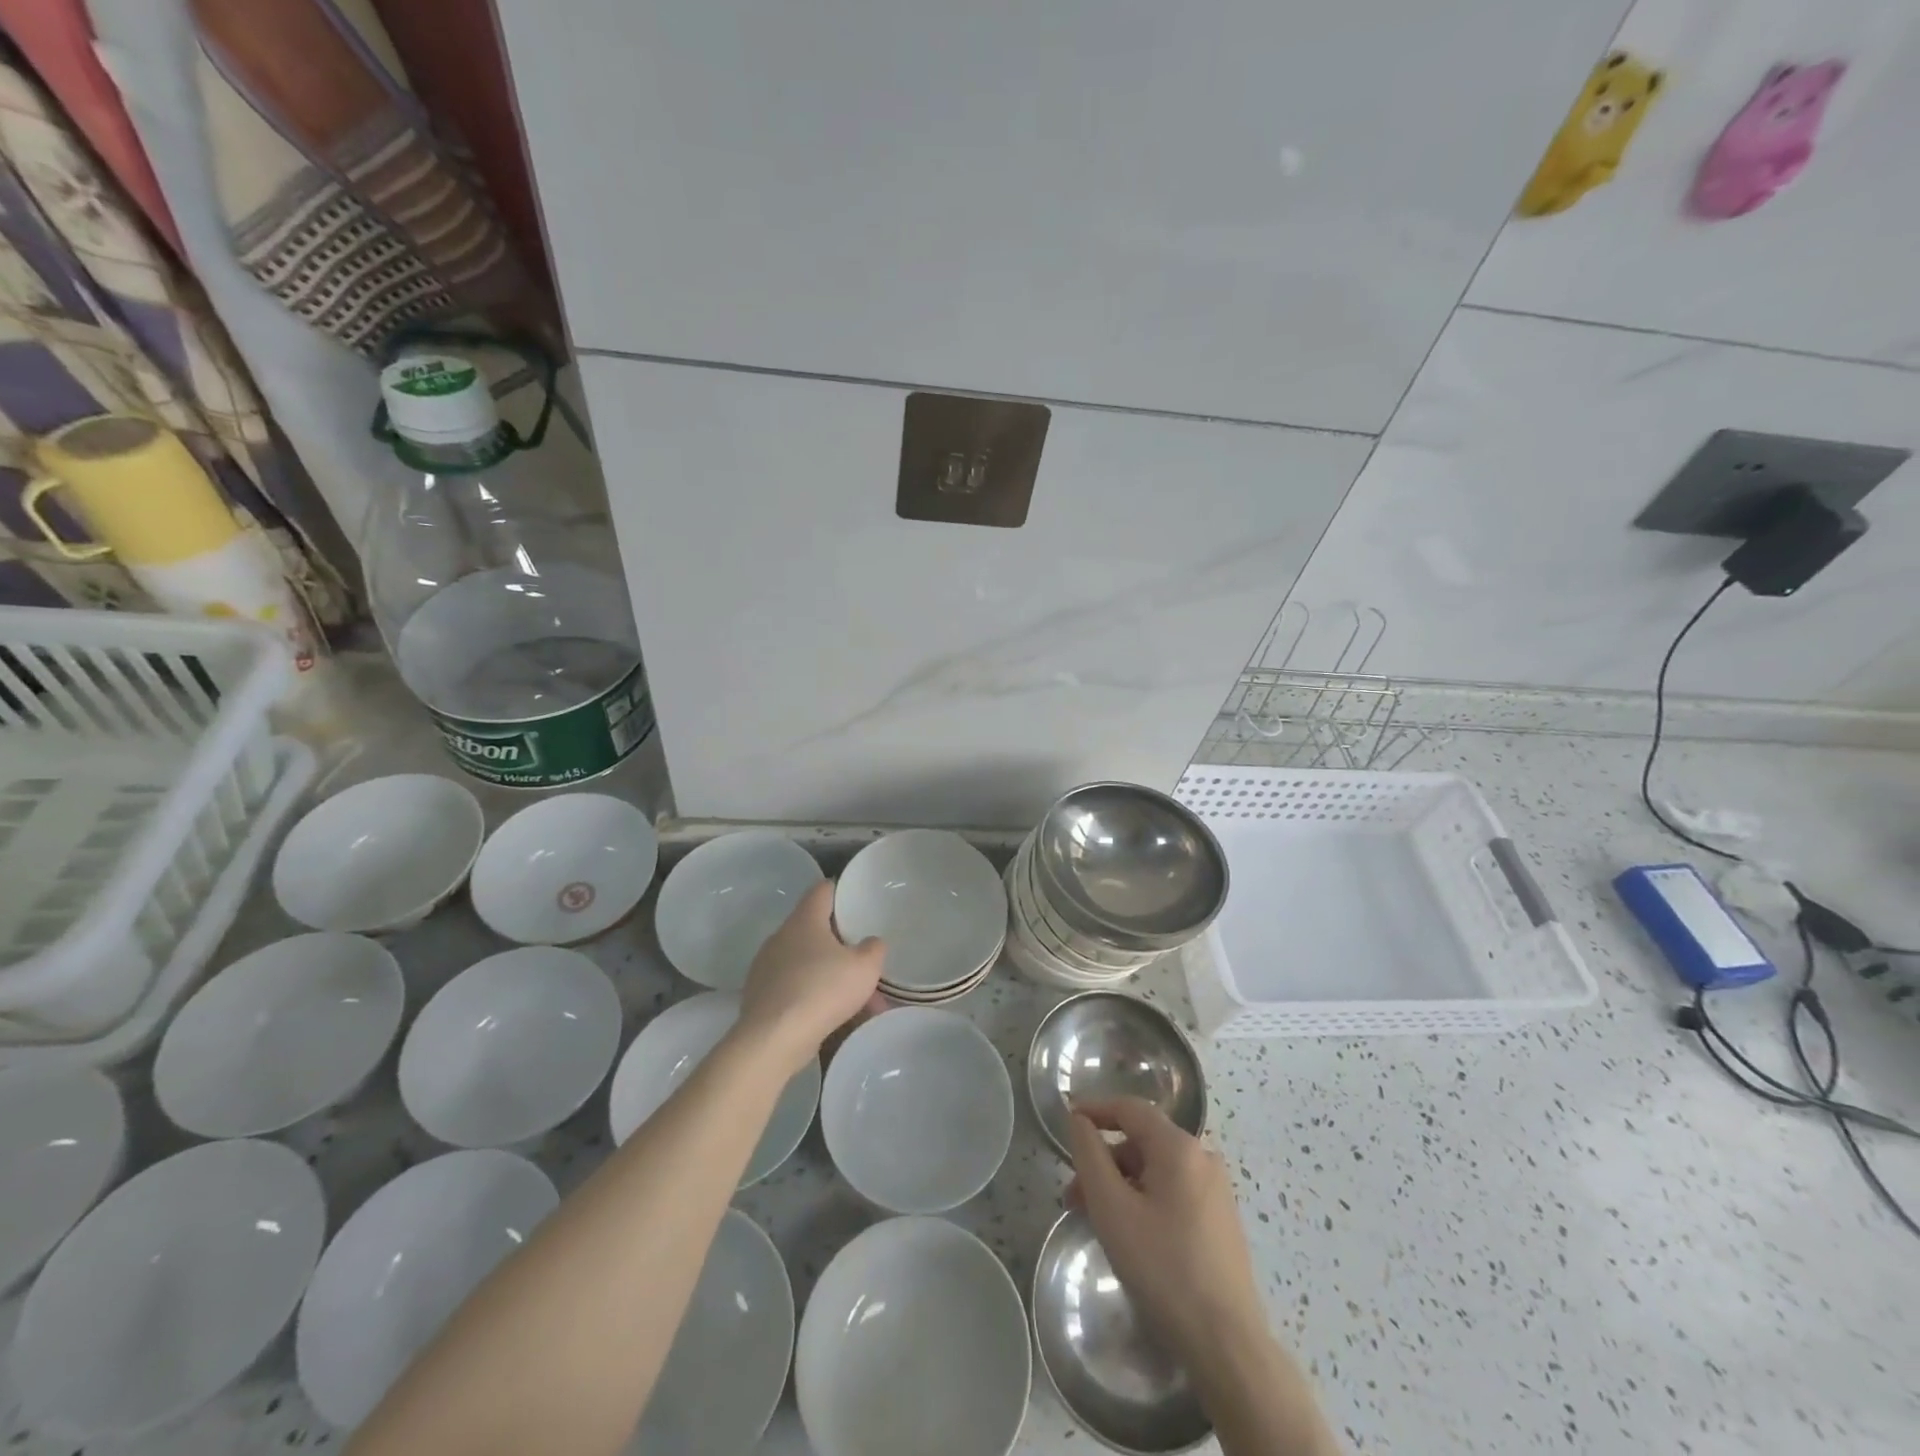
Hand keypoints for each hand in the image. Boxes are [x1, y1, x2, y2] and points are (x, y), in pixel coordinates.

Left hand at [735, 881, 885, 1075]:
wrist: (774, 1039)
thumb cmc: (823, 990)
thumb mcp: (865, 967)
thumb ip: (873, 949)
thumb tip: (870, 943)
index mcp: (804, 920)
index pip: (822, 890)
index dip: (840, 891)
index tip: (856, 900)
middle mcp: (781, 936)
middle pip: (813, 928)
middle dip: (839, 943)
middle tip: (862, 958)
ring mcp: (765, 966)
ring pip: (804, 962)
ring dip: (828, 974)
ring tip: (854, 999)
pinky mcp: (759, 995)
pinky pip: (792, 987)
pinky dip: (811, 995)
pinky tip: (830, 1016)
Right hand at [1066, 1097, 1261, 1362]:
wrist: (1227, 1344)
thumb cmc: (1163, 1268)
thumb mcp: (1112, 1208)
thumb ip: (1090, 1155)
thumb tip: (1080, 1119)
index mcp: (1179, 1147)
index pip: (1130, 1108)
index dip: (1096, 1109)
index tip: (1067, 1120)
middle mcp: (1203, 1158)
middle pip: (1142, 1142)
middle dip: (1104, 1162)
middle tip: (1074, 1196)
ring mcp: (1217, 1190)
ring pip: (1157, 1171)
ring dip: (1122, 1185)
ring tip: (1098, 1222)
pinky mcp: (1221, 1220)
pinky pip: (1174, 1193)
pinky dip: (1145, 1201)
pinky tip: (1131, 1236)